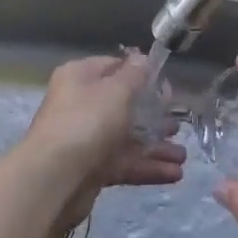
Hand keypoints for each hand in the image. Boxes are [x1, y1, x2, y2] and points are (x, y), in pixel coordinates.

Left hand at [17, 54, 185, 237]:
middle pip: (122, 106)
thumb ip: (134, 75)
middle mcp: (81, 106)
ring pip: (126, 138)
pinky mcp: (92, 169)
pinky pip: (124, 163)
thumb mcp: (115, 91)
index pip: (112, 67)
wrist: (54, 178)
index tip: (166, 85)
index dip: (140, 74)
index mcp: (80, 78)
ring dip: (155, 146)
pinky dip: (148, 167)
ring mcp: (86, 139)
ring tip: (183, 155)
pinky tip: (175, 173)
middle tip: (178, 122)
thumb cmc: (86, 122)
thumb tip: (142, 59)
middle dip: (153, 115)